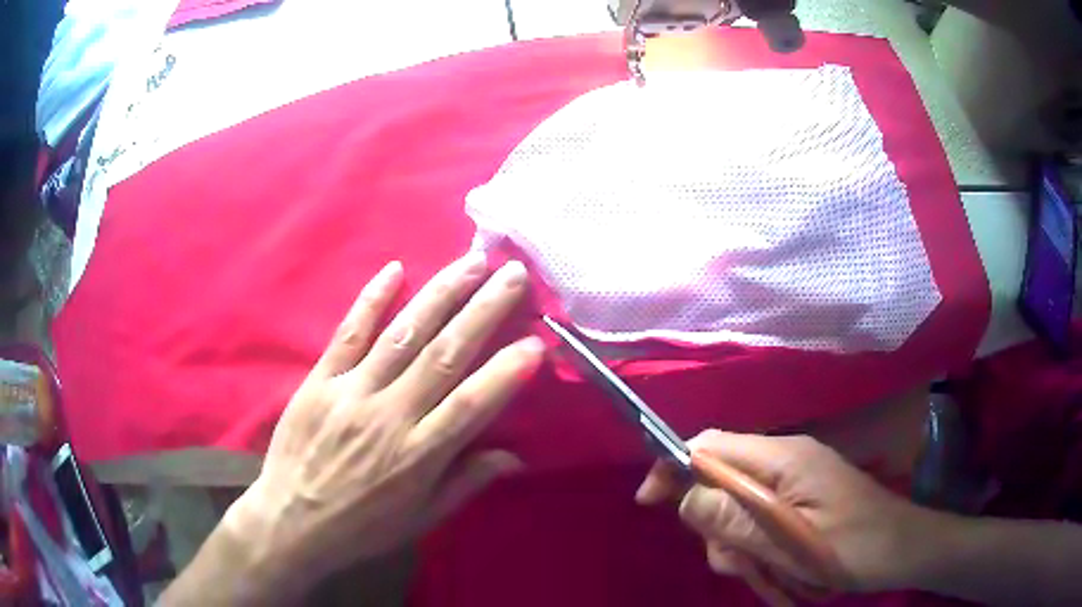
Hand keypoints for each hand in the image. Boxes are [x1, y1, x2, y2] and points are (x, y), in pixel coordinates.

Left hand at [226, 254, 543, 596]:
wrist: (291, 521)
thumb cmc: (362, 526)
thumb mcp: (421, 519)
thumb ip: (466, 484)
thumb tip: (514, 457)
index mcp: (418, 456)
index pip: (472, 405)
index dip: (506, 371)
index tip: (536, 341)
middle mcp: (389, 416)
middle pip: (443, 354)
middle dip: (484, 310)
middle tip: (513, 273)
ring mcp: (351, 392)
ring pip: (403, 333)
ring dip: (441, 294)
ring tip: (472, 261)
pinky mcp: (320, 380)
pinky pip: (349, 333)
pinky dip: (372, 299)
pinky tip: (395, 269)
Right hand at [636, 431, 939, 593]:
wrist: (904, 549)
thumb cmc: (855, 545)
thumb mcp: (793, 542)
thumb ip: (737, 520)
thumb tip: (687, 497)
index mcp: (783, 458)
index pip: (710, 445)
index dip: (674, 466)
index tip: (649, 502)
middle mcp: (785, 460)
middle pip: (721, 481)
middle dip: (715, 526)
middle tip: (738, 563)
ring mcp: (795, 480)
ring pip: (737, 506)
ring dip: (738, 544)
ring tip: (765, 573)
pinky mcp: (802, 500)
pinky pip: (760, 518)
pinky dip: (757, 546)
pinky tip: (776, 569)